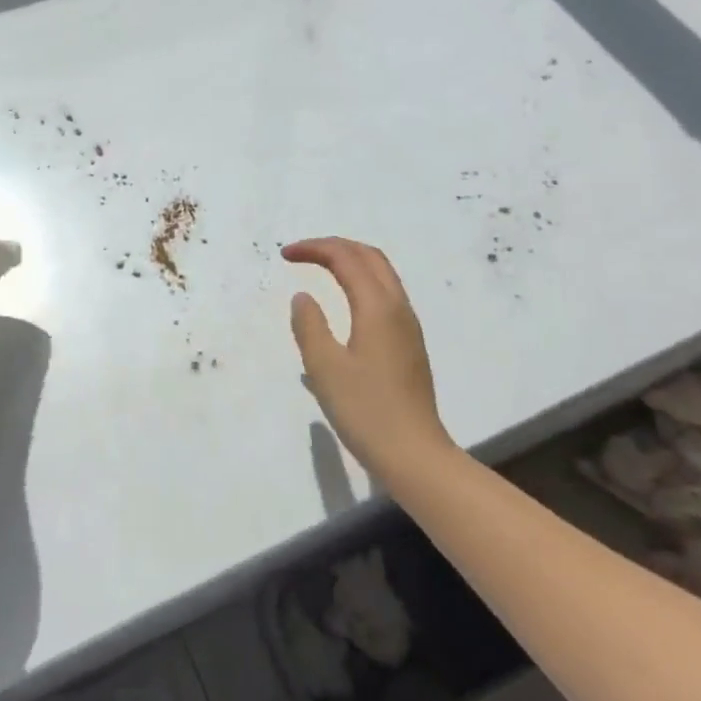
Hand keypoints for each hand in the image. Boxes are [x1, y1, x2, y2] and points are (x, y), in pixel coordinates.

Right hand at [283, 237, 456, 487]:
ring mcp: (408, 326)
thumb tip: (303, 297)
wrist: (415, 454)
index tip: (285, 255)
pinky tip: (344, 305)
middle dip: (335, 247)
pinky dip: (361, 282)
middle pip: (370, 257)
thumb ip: (309, 326)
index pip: (346, 258)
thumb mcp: (324, 368)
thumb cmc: (366, 410)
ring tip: (321, 269)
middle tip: (303, 254)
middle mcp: (398, 308)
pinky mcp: (409, 344)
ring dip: (351, 262)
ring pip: (382, 275)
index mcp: (378, 307)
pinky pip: (385, 295)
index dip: (314, 249)